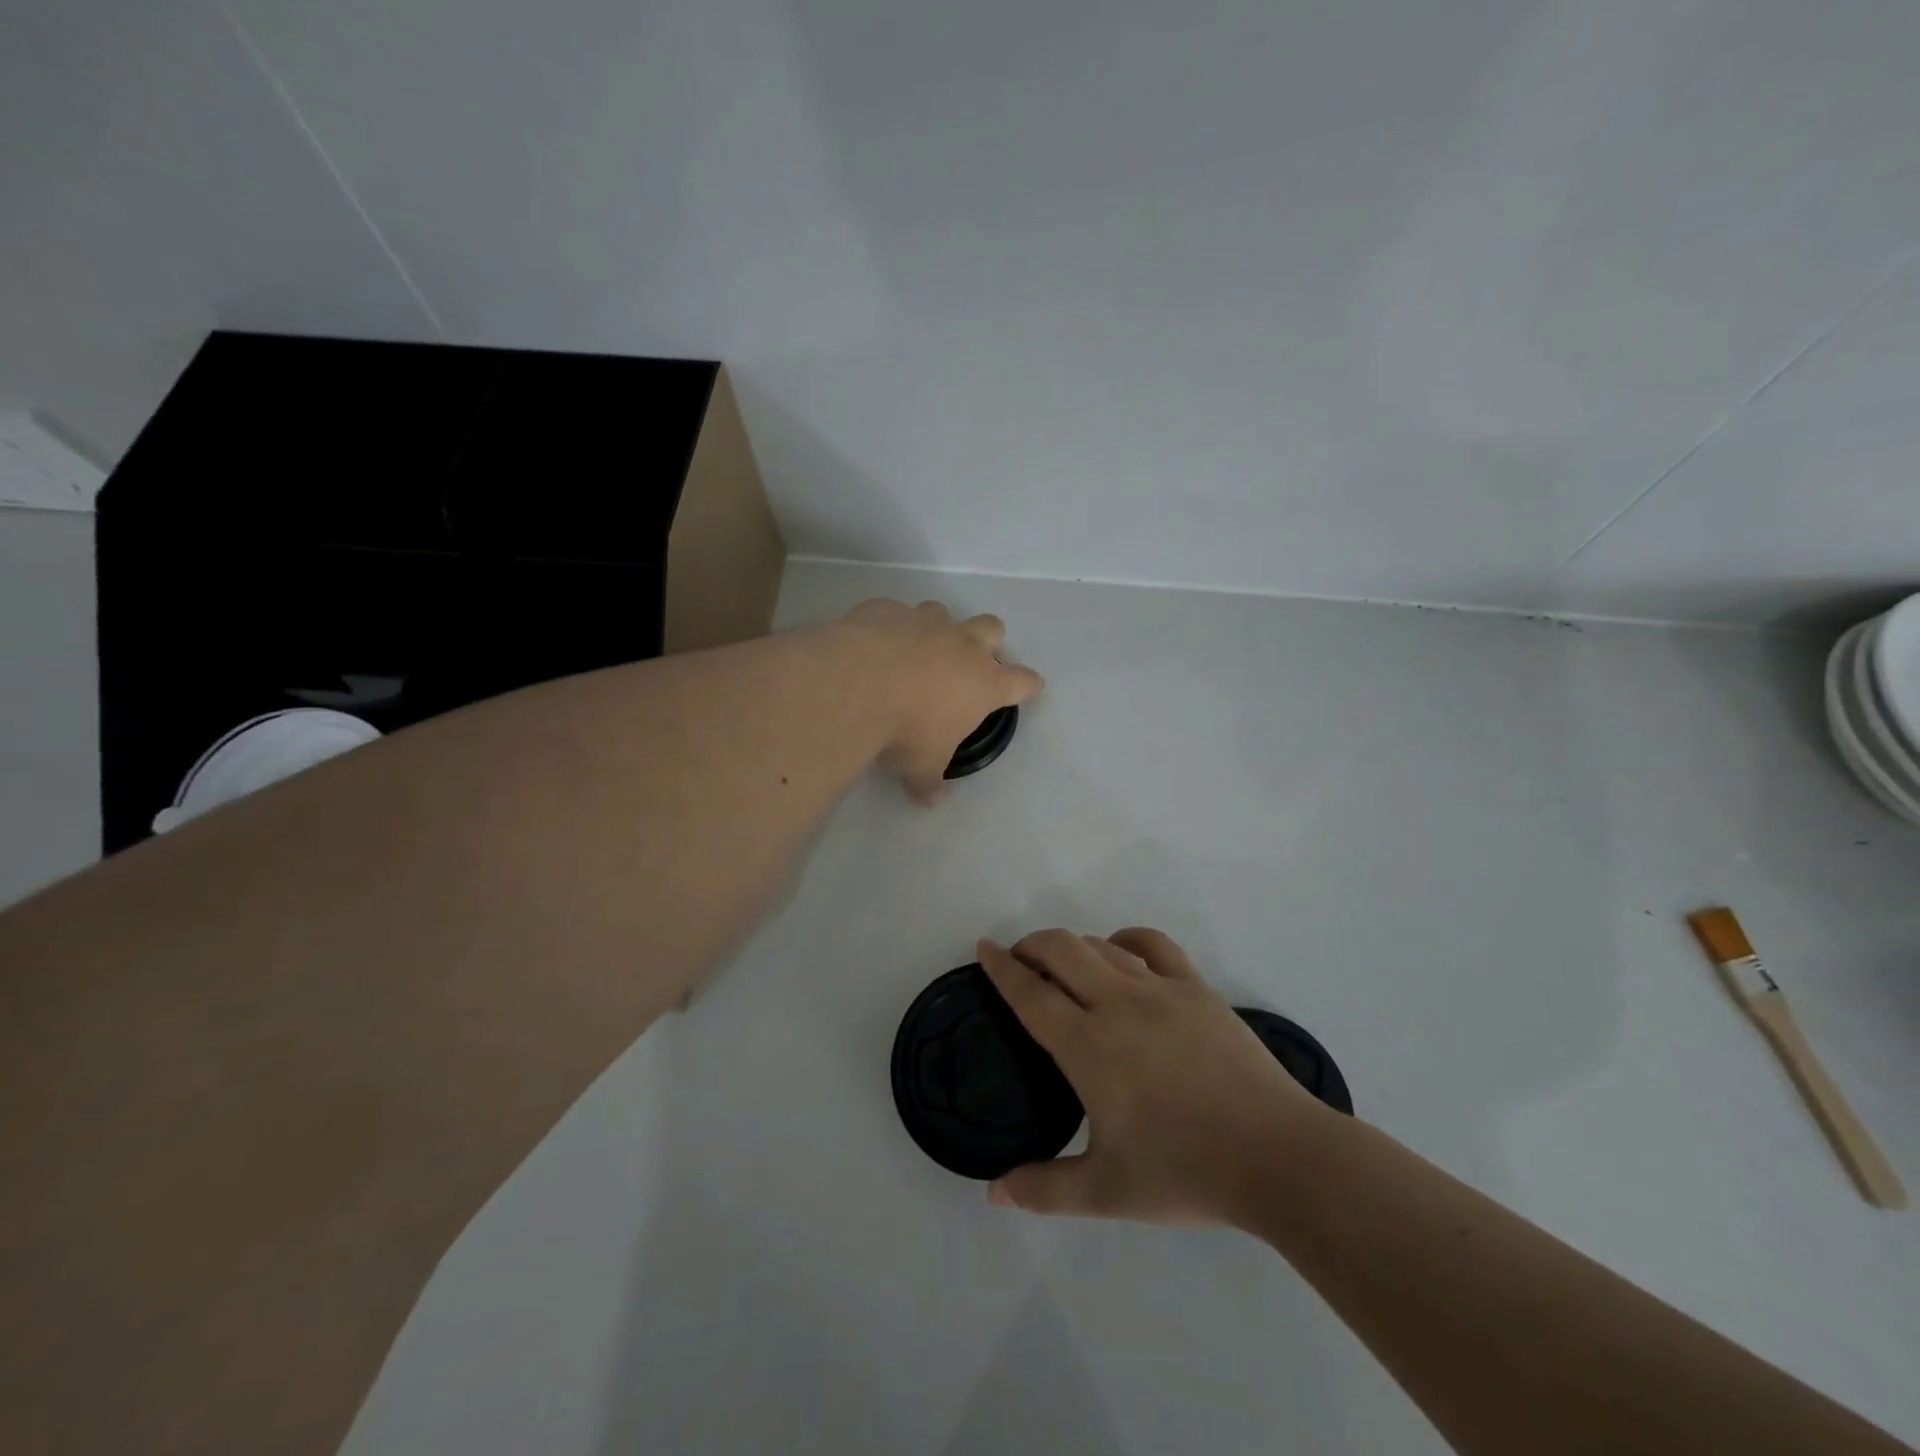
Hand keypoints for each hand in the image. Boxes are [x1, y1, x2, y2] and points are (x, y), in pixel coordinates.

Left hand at [842, 599, 1042, 803]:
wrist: (856, 684)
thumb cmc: (905, 730)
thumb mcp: (921, 766)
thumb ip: (929, 780)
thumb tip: (930, 799)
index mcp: (983, 683)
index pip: (1023, 681)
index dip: (1028, 685)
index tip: (1030, 688)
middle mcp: (961, 645)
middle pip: (992, 628)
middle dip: (988, 640)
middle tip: (970, 661)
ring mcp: (925, 621)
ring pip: (943, 612)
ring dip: (936, 630)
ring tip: (915, 652)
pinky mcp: (888, 609)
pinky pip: (895, 613)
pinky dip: (890, 628)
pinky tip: (872, 647)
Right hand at [978, 928, 1324, 1225]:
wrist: (1276, 1155)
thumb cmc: (1185, 1172)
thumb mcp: (1106, 1192)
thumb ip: (1044, 1190)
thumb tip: (993, 1193)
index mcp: (1088, 1047)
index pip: (1030, 993)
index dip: (1001, 967)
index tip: (984, 949)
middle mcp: (1117, 1004)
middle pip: (1061, 950)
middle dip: (1031, 945)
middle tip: (1019, 959)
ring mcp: (1160, 990)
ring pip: (1102, 946)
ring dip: (1074, 946)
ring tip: (1064, 963)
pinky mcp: (1196, 988)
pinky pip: (1153, 945)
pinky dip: (1126, 940)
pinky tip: (1121, 953)